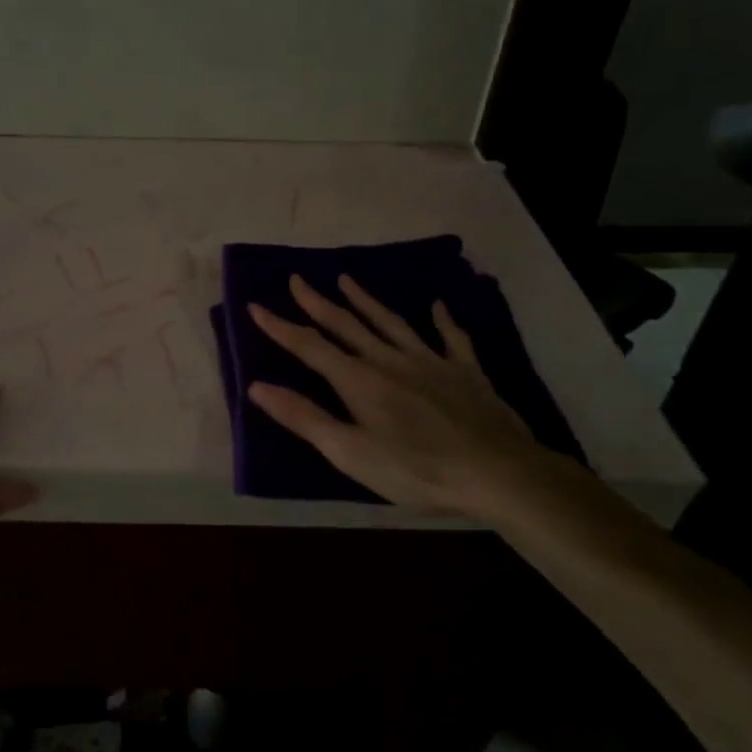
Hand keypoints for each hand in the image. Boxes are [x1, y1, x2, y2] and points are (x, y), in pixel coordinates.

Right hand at [246, 275, 572, 520]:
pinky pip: (451, 338)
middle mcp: (390, 360)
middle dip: (317, 303)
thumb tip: (257, 387)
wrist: (496, 472)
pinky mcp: (465, 371)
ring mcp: (431, 361)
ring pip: (391, 323)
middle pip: (347, 325)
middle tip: (298, 280)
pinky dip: (442, 320)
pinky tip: (438, 306)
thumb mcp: (350, 452)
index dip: (280, 327)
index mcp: (359, 380)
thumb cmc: (415, 469)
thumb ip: (304, 418)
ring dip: (366, 301)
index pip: (310, 347)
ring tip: (347, 280)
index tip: (256, 306)